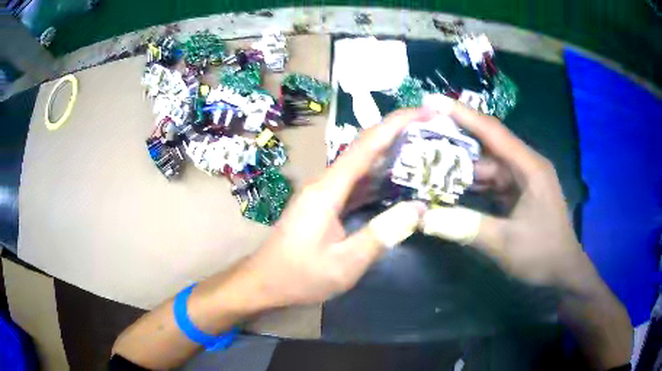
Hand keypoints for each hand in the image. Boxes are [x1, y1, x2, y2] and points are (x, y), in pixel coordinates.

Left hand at [238, 109, 431, 307]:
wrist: (265, 282)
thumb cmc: (301, 275)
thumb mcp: (345, 263)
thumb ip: (382, 234)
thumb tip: (418, 208)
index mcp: (328, 189)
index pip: (367, 144)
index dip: (397, 123)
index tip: (425, 112)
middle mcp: (326, 182)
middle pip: (365, 148)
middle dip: (398, 134)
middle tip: (432, 131)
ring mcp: (324, 192)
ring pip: (361, 165)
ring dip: (390, 155)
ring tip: (422, 151)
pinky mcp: (324, 204)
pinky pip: (356, 184)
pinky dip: (378, 179)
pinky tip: (396, 183)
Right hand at [421, 101, 587, 287]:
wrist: (563, 271)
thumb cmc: (542, 254)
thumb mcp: (505, 243)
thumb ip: (466, 227)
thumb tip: (423, 218)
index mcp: (529, 167)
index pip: (492, 131)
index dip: (461, 114)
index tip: (431, 101)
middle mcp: (526, 165)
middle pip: (488, 145)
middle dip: (456, 139)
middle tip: (422, 134)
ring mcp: (523, 179)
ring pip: (488, 164)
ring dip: (462, 165)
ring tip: (429, 161)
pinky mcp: (519, 192)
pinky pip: (492, 181)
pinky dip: (473, 183)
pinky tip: (452, 186)